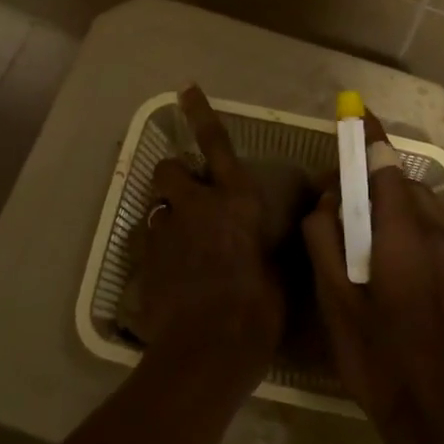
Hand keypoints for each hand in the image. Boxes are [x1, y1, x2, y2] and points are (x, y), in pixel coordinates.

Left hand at [127, 86, 285, 383]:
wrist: (206, 354)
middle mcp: (195, 206)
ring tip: (181, 237)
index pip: (216, 143)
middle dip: (175, 175)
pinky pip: (146, 241)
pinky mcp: (144, 262)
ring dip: (166, 213)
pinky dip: (156, 247)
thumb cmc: (257, 310)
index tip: (185, 89)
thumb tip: (299, 221)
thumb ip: (278, 239)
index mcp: (235, 201)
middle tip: (190, 195)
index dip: (201, 113)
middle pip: (169, 169)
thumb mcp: (281, 270)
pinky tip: (169, 271)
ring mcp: (165, 233)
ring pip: (155, 205)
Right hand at [302, 111, 443, 443]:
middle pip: (399, 182)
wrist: (438, 412)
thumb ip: (325, 240)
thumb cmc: (379, 357)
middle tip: (334, 204)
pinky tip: (396, 246)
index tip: (355, 112)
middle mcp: (436, 230)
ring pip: (419, 201)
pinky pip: (436, 222)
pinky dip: (413, 217)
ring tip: (361, 228)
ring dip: (390, 200)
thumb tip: (327, 201)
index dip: (368, 138)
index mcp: (404, 233)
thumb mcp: (335, 300)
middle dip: (367, 180)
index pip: (385, 166)